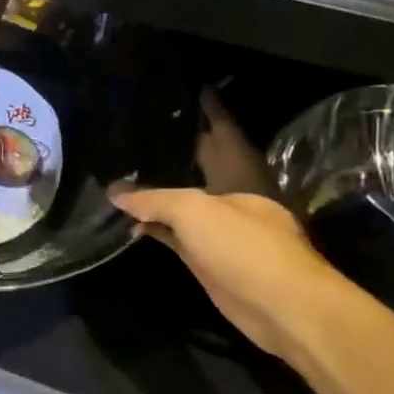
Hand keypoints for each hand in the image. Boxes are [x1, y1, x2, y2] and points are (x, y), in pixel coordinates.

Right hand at [111, 89, 335, 362]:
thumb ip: (151, 198)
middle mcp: (228, 193)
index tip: (186, 87)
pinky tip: (126, 219)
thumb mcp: (193, 210)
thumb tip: (114, 191)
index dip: (205, 108)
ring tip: (120, 166)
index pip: (219, 129)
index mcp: (237, 172)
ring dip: (154, 188)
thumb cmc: (244, 246)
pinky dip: (150, 225)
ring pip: (179, 198)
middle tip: (136, 126)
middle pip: (196, 163)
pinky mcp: (204, 254)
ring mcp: (216, 225)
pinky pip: (171, 231)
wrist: (279, 306)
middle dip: (172, 147)